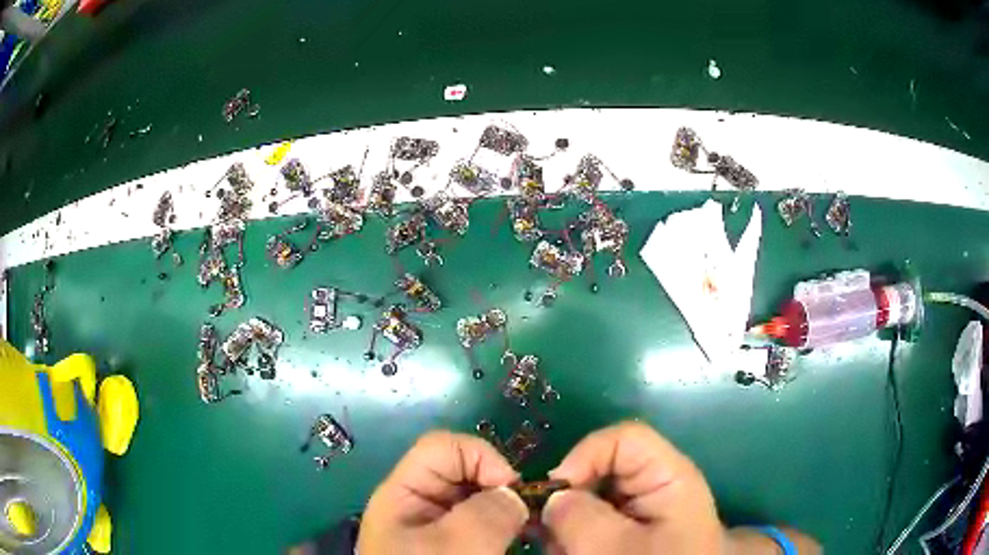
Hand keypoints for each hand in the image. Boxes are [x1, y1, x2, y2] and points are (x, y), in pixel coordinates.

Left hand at [357, 431, 529, 554]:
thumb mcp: (454, 547)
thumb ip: (487, 512)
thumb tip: (515, 496)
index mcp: (404, 494)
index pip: (444, 447)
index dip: (482, 457)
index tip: (512, 490)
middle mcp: (419, 504)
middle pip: (465, 472)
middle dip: (502, 487)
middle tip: (529, 517)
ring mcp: (437, 526)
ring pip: (480, 499)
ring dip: (509, 510)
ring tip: (531, 531)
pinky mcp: (454, 545)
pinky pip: (484, 523)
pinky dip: (506, 527)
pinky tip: (522, 541)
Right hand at [543, 422, 725, 554]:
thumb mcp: (612, 547)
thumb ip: (577, 516)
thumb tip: (552, 498)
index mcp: (667, 477)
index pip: (623, 439)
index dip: (584, 456)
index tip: (552, 495)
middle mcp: (655, 488)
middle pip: (600, 471)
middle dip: (568, 501)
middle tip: (551, 535)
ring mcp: (642, 512)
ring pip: (590, 501)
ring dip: (568, 526)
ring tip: (564, 551)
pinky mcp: (631, 533)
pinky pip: (593, 524)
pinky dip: (575, 539)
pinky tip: (571, 553)